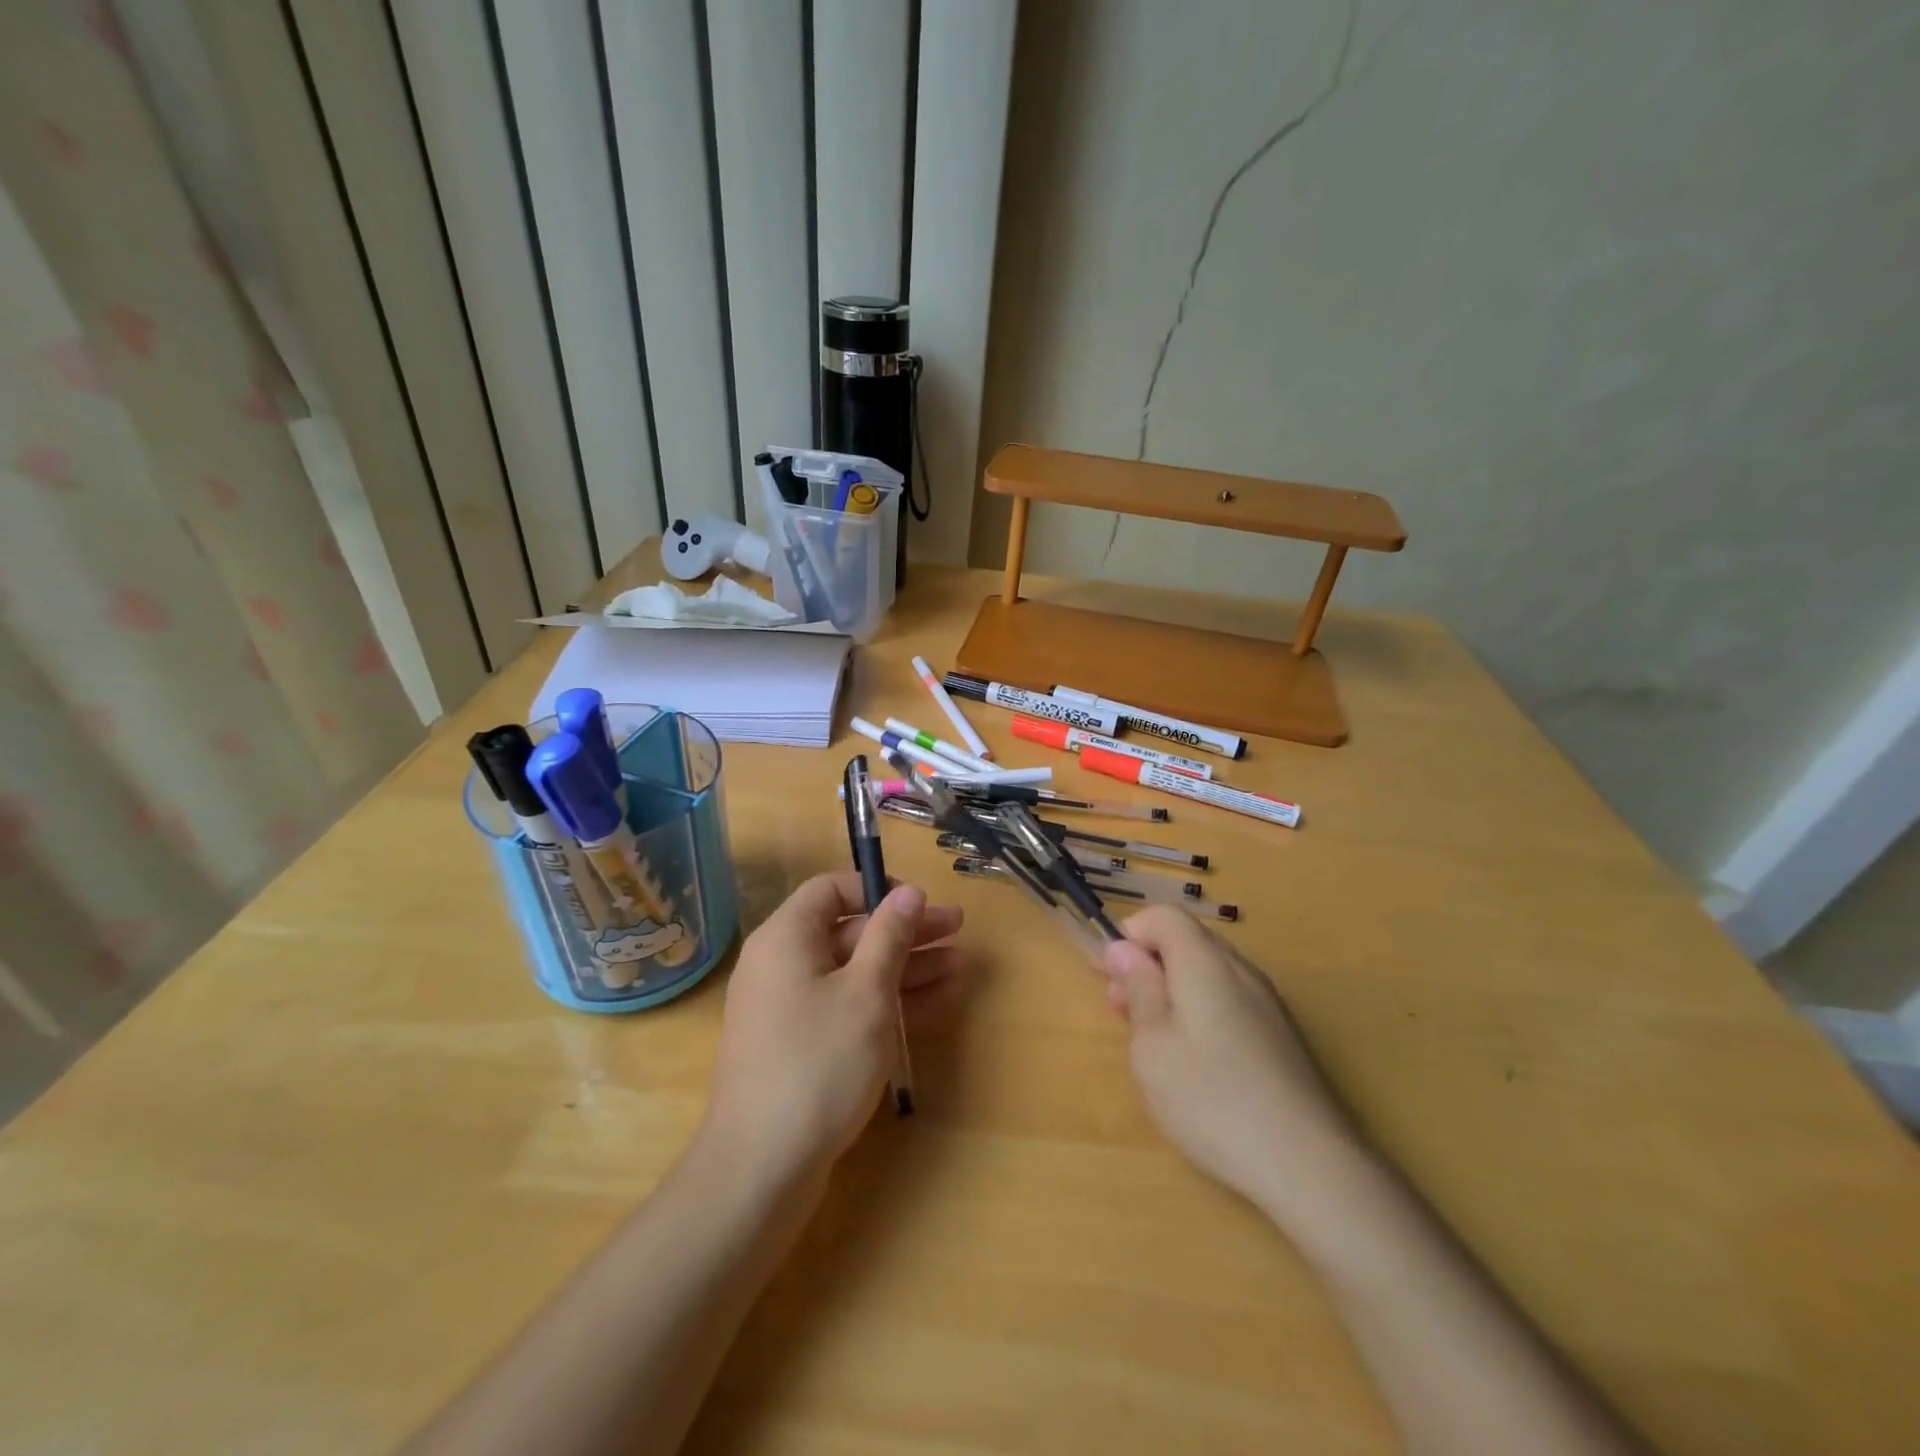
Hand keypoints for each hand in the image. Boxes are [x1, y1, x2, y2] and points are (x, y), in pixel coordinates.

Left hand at [702, 873, 963, 1191]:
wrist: (761, 1168)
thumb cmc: (818, 1063)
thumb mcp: (865, 993)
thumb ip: (889, 936)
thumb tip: (909, 891)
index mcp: (786, 938)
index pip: (831, 890)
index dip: (877, 889)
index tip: (920, 903)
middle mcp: (783, 965)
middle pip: (850, 931)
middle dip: (906, 931)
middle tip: (958, 930)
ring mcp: (791, 1009)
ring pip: (855, 972)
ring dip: (906, 967)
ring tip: (960, 965)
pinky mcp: (802, 1046)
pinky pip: (849, 1006)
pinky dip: (887, 1001)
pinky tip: (935, 1001)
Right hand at [1102, 905, 1352, 1208]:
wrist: (1309, 1165)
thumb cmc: (1212, 1098)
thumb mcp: (1153, 1045)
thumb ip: (1138, 989)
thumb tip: (1124, 949)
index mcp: (1205, 962)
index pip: (1164, 916)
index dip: (1130, 935)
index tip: (1107, 974)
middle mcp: (1240, 970)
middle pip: (1187, 942)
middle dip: (1147, 964)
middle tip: (1118, 1008)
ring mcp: (1267, 1004)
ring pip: (1208, 974)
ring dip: (1171, 991)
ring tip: (1148, 1037)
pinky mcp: (1280, 1037)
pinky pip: (1229, 1001)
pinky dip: (1199, 1013)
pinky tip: (1191, 1059)